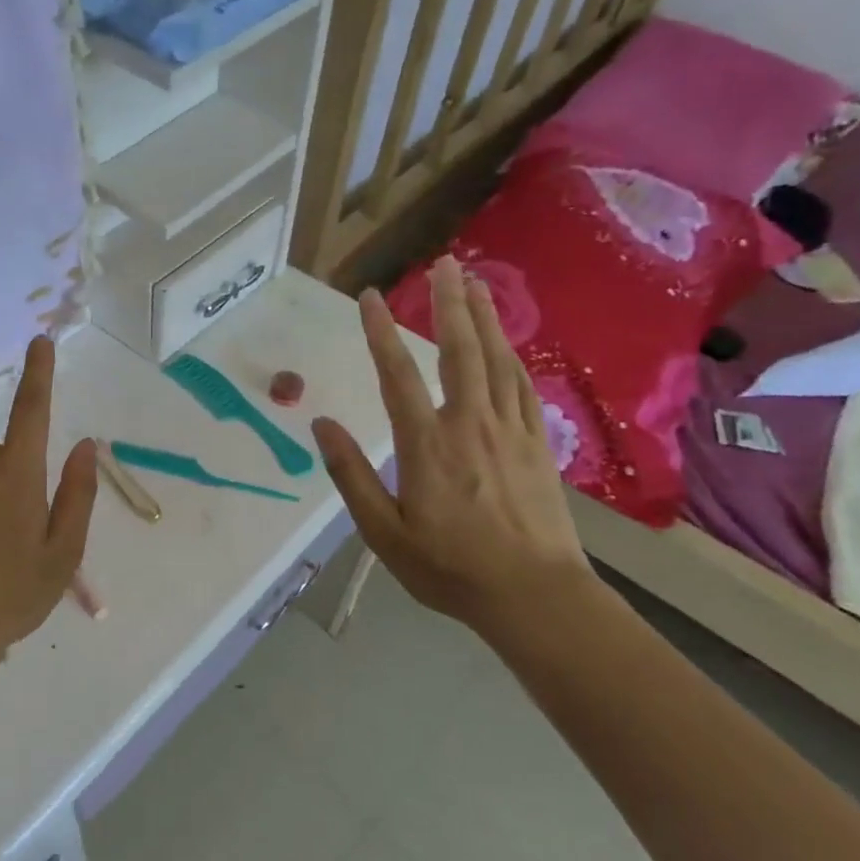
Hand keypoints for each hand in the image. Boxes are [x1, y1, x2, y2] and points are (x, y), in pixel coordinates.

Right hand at [311, 257, 592, 634]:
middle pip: (460, 350)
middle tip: (445, 264)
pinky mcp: (537, 443)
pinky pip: (522, 386)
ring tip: (475, 283)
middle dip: (449, 303)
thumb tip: (322, 425)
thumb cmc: (450, 568)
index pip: (398, 375)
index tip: (370, 297)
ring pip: (497, 359)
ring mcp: (509, 430)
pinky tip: (507, 341)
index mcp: (427, 445)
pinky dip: (512, 354)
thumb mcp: (384, 533)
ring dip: (485, 317)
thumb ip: (351, 475)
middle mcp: (470, 424)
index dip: (381, 333)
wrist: (535, 596)